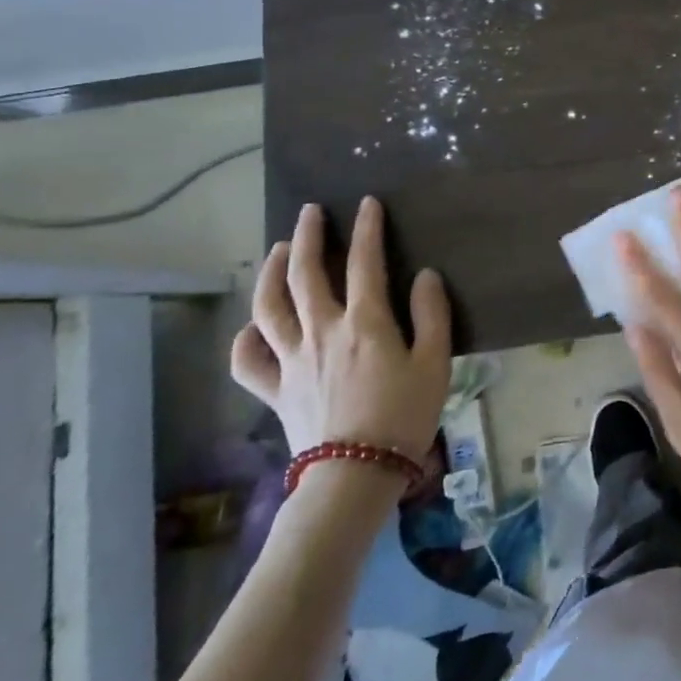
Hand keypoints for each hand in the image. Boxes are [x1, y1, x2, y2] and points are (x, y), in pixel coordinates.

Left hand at [230, 198, 451, 456]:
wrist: (355, 477)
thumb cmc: (404, 417)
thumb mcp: (435, 363)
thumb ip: (432, 314)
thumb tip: (424, 275)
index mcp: (364, 322)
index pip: (363, 261)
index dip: (366, 228)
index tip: (367, 203)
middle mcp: (322, 330)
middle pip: (304, 273)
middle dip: (306, 236)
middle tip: (310, 212)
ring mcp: (292, 360)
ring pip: (269, 306)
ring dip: (270, 272)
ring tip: (277, 251)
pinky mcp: (275, 390)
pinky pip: (249, 361)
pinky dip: (245, 338)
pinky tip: (253, 326)